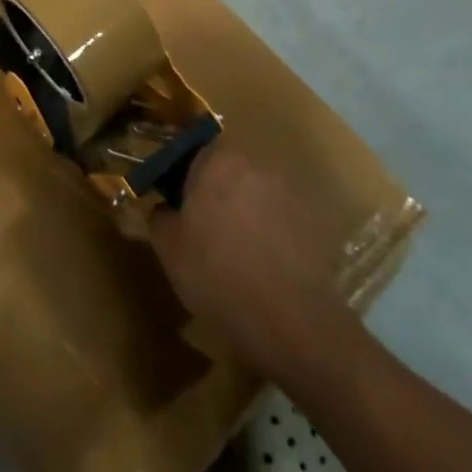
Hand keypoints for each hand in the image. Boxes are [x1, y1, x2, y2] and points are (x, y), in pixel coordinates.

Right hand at [146, 141, 365, 377]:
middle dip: (213, 193)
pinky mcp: (311, 228)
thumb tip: (165, 209)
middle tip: (197, 228)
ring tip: (230, 254)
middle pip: (228, 172)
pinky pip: (277, 222)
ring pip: (253, 197)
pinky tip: (257, 269)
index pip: (197, 148)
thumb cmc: (218, 274)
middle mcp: (258, 169)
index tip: (173, 198)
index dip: (183, 171)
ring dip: (241, 215)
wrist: (292, 323)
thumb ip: (160, 216)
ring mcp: (289, 197)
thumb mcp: (168, 248)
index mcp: (220, 164)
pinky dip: (265, 236)